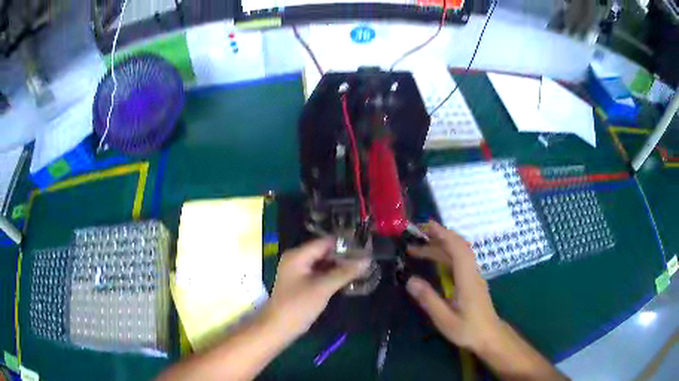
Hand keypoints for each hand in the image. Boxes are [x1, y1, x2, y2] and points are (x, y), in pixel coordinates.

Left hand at [264, 239, 369, 338]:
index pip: (325, 242)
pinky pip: (319, 273)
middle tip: (366, 259)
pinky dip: (332, 274)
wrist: (278, 327)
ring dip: (339, 265)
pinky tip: (347, 278)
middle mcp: (296, 259)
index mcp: (298, 255)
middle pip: (324, 251)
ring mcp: (298, 271)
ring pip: (322, 263)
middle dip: (343, 255)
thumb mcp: (323, 288)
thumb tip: (366, 260)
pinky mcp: (301, 282)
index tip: (365, 248)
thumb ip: (345, 273)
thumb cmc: (299, 305)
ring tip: (361, 267)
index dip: (345, 244)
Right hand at [405, 221, 502, 352]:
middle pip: (458, 248)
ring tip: (418, 250)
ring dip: (440, 247)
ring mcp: (474, 276)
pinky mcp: (473, 281)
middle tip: (416, 236)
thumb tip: (410, 280)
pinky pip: (460, 261)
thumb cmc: (468, 330)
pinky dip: (446, 254)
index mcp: (467, 280)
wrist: (490, 336)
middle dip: (438, 238)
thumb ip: (429, 300)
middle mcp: (472, 273)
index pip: (458, 250)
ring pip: (459, 254)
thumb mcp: (445, 320)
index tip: (428, 226)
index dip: (444, 235)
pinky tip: (435, 261)